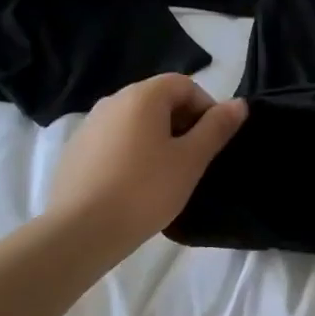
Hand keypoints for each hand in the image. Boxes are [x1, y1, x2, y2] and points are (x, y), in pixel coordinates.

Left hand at [47, 75, 246, 255]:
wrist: (80, 230)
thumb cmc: (145, 190)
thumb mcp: (191, 160)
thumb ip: (216, 128)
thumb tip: (239, 104)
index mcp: (142, 96)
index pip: (184, 84)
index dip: (206, 108)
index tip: (212, 142)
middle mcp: (112, 101)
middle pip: (158, 99)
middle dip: (182, 123)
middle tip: (193, 161)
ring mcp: (89, 125)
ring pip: (135, 122)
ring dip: (157, 139)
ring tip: (165, 176)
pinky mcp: (76, 150)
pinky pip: (114, 141)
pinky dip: (132, 153)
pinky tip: (135, 186)